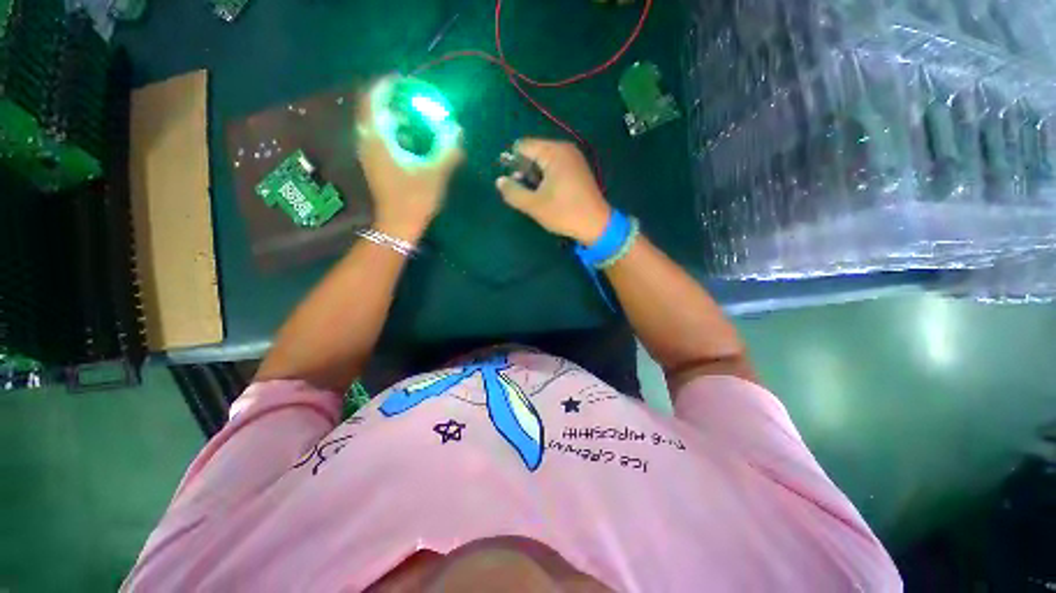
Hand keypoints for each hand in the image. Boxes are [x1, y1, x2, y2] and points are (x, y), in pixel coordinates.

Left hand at [357, 78, 464, 242]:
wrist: (398, 224)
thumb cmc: (415, 199)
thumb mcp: (436, 173)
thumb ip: (447, 149)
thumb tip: (457, 129)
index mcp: (378, 139)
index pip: (372, 99)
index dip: (385, 85)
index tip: (401, 79)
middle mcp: (368, 142)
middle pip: (371, 109)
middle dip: (388, 98)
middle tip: (409, 97)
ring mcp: (368, 154)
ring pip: (374, 124)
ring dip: (390, 115)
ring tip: (413, 117)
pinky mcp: (374, 164)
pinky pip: (378, 137)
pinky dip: (391, 130)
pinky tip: (409, 139)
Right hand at [496, 139, 611, 244]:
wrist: (596, 225)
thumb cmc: (564, 213)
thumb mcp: (534, 205)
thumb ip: (513, 192)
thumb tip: (499, 181)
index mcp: (554, 152)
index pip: (523, 146)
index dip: (512, 163)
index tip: (513, 183)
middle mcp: (565, 149)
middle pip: (534, 152)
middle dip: (525, 171)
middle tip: (525, 193)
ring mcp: (574, 158)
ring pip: (544, 161)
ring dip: (536, 176)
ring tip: (536, 196)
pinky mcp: (578, 169)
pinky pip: (555, 166)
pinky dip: (547, 177)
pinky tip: (548, 194)